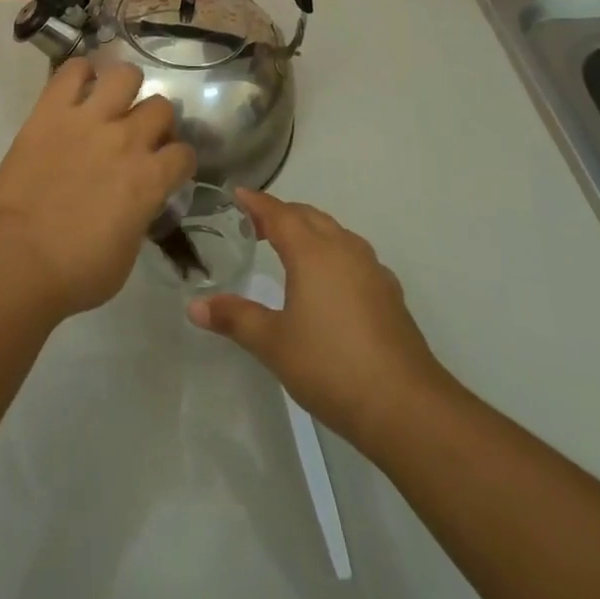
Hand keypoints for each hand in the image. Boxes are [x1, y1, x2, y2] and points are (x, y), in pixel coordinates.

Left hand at [0, 59, 195, 320]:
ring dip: (125, 87)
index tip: (168, 168)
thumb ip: (140, 217)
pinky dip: (80, 73)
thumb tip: (138, 203)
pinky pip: (72, 70)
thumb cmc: (74, 272)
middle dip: (156, 122)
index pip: (184, 154)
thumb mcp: (126, 255)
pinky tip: (79, 87)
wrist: (16, 258)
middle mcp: (127, 140)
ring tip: (113, 101)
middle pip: (161, 107)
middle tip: (139, 136)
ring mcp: (89, 119)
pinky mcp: (52, 110)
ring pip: (125, 75)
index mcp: (150, 179)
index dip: (179, 161)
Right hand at [188, 189, 450, 448]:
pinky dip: (333, 253)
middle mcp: (343, 248)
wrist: (405, 405)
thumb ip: (235, 318)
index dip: (256, 202)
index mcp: (312, 251)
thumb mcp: (273, 343)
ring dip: (310, 230)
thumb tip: (194, 306)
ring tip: (290, 247)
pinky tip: (329, 281)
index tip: (237, 193)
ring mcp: (371, 269)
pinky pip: (353, 255)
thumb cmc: (331, 365)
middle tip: (256, 223)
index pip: (278, 213)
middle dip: (282, 213)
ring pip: (335, 233)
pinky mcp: (389, 292)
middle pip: (308, 216)